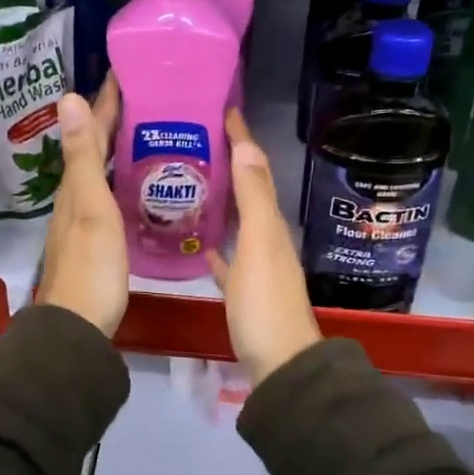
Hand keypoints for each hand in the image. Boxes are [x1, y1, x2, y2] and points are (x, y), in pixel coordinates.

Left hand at [37, 76, 126, 336]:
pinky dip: (121, 179)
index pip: (93, 132)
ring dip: (117, 149)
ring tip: (144, 132)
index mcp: (77, 186)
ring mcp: (85, 221)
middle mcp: (76, 198)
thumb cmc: (92, 267)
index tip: (125, 73)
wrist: (78, 326)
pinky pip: (109, 196)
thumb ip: (84, 157)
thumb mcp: (91, 208)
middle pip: (94, 150)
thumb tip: (68, 97)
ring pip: (100, 173)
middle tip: (144, 97)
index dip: (107, 103)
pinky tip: (136, 185)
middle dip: (113, 121)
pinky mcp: (96, 241)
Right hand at [208, 107, 320, 384]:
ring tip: (194, 182)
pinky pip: (231, 259)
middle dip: (231, 164)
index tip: (225, 111)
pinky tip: (202, 245)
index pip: (256, 171)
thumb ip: (253, 199)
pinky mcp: (246, 293)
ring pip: (240, 223)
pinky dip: (218, 247)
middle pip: (249, 192)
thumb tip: (246, 146)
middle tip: (200, 141)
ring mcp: (258, 268)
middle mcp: (268, 240)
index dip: (243, 141)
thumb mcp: (259, 246)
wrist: (279, 363)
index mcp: (271, 225)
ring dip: (224, 200)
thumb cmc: (264, 304)